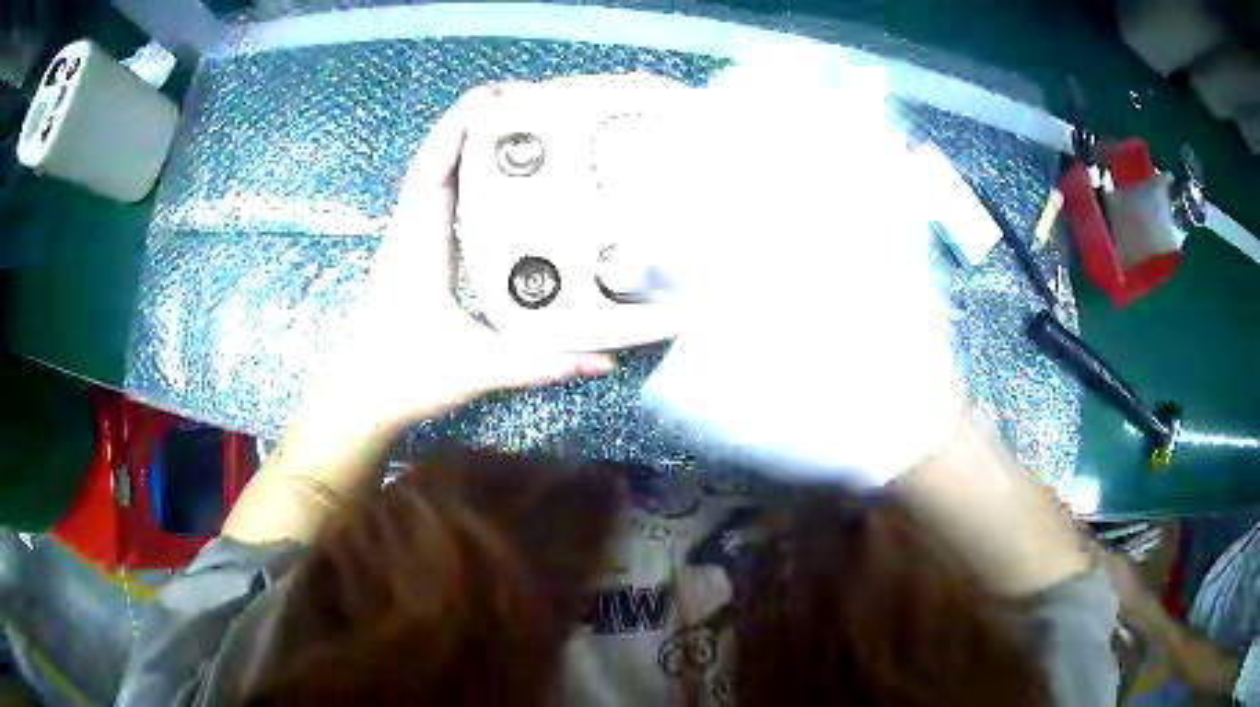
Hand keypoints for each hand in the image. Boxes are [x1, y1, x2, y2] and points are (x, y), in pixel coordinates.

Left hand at [311, 85, 613, 437]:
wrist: (361, 395)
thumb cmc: (405, 375)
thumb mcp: (477, 368)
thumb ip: (540, 364)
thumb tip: (602, 362)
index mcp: (421, 240)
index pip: (439, 162)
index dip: (466, 121)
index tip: (507, 95)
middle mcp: (412, 227)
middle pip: (441, 153)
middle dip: (479, 119)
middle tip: (532, 104)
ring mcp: (410, 236)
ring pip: (439, 170)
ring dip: (472, 141)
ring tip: (522, 128)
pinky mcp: (415, 250)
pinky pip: (441, 194)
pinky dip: (467, 173)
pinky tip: (499, 180)